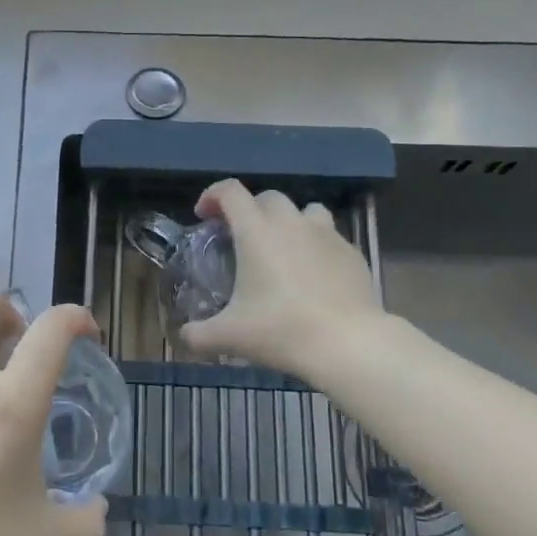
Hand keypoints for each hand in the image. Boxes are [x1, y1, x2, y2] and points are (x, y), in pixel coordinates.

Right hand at [181, 179, 382, 375]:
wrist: (348, 343)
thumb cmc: (282, 330)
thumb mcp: (230, 336)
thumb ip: (198, 335)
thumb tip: (184, 336)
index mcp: (256, 231)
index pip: (230, 191)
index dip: (212, 195)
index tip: (204, 215)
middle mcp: (291, 222)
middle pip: (267, 197)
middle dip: (250, 210)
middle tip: (241, 239)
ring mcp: (327, 234)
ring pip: (304, 211)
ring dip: (288, 222)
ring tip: (283, 249)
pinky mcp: (352, 252)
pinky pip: (330, 237)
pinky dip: (316, 246)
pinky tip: (314, 275)